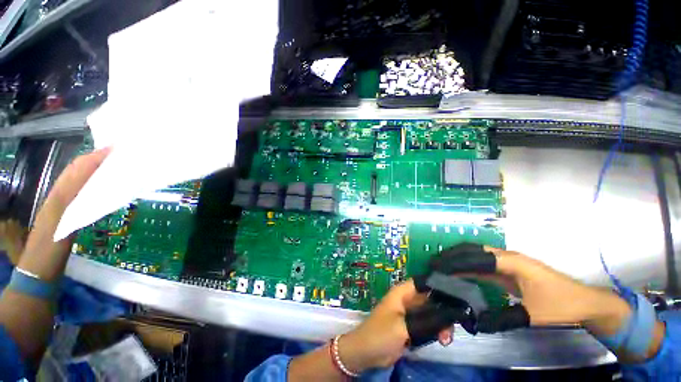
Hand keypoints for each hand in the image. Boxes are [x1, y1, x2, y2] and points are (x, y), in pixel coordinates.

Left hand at [0, 148, 110, 364]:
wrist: (38, 276)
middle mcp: (59, 198)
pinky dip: (93, 186)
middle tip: (120, 153)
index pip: (77, 171)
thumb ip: (69, 205)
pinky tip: (104, 187)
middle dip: (96, 159)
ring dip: (95, 170)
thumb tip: (87, 186)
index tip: (115, 149)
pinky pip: (81, 195)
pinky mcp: (68, 217)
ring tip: (115, 164)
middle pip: (77, 172)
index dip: (94, 159)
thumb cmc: (48, 254)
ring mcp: (63, 208)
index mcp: (58, 199)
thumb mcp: (58, 229)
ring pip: (79, 182)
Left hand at [337, 279, 452, 372]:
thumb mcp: (403, 326)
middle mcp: (407, 301)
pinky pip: (428, 325)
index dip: (438, 285)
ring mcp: (409, 314)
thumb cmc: (382, 333)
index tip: (456, 295)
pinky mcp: (411, 327)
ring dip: (441, 324)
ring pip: (431, 313)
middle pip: (430, 299)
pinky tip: (443, 340)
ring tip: (446, 338)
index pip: (422, 282)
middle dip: (443, 310)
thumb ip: (425, 321)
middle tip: (454, 325)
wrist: (367, 353)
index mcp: (402, 293)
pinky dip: (436, 331)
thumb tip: (447, 317)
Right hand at [430, 244, 630, 330]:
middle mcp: (506, 257)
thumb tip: (474, 321)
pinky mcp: (509, 270)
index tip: (437, 268)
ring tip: (442, 268)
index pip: (474, 257)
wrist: (586, 304)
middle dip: (452, 256)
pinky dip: (468, 268)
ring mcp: (508, 262)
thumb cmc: (562, 306)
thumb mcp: (532, 315)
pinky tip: (460, 275)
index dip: (454, 261)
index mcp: (511, 262)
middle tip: (434, 265)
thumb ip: (502, 317)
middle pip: (472, 250)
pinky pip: (483, 265)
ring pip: (477, 256)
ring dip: (459, 261)